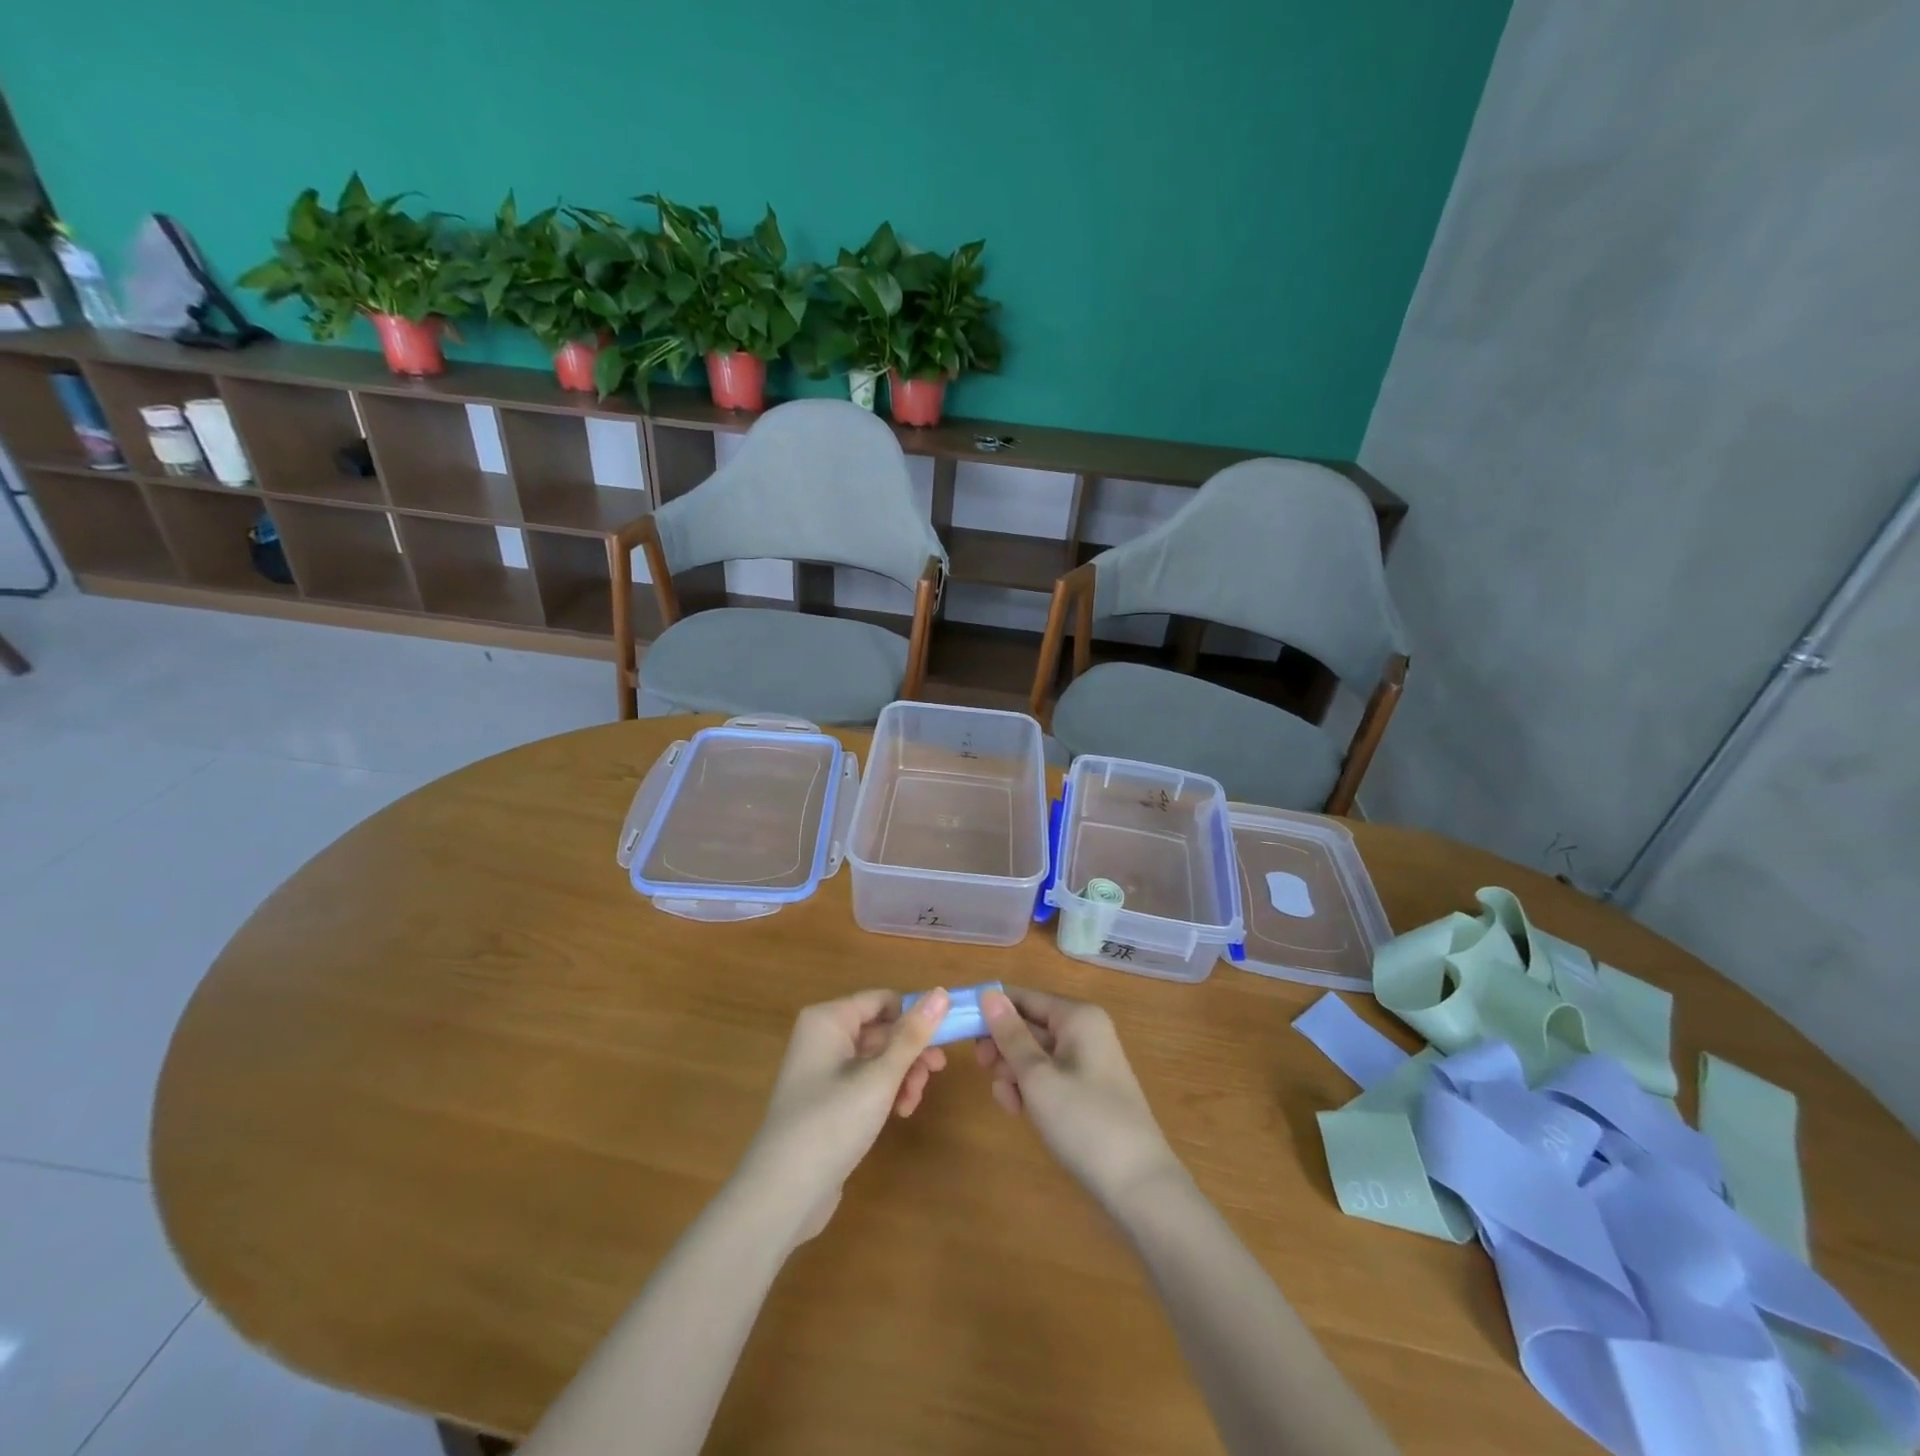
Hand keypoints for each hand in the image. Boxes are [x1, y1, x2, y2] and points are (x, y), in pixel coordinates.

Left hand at [740, 988, 949, 1242]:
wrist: (782, 1194)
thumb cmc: (832, 1122)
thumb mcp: (880, 1077)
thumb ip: (913, 1035)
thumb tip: (942, 992)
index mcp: (829, 1019)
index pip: (883, 1000)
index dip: (915, 1016)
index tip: (944, 1041)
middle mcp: (823, 1036)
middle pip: (881, 1029)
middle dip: (910, 1052)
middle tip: (936, 1073)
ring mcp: (822, 1070)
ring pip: (876, 1058)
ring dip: (902, 1075)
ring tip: (912, 1102)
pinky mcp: (826, 1101)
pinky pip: (864, 1081)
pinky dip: (885, 1092)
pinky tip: (899, 1113)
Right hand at [977, 987, 1180, 1205]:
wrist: (1138, 1186)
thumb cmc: (1084, 1122)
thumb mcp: (1038, 1077)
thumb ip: (1010, 1035)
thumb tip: (988, 994)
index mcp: (1077, 1017)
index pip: (1024, 997)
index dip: (991, 1010)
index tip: (959, 1028)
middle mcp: (1085, 1030)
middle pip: (1029, 1025)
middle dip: (1003, 1046)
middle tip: (983, 1069)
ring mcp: (1087, 1061)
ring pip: (1035, 1053)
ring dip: (1014, 1072)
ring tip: (1008, 1101)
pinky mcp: (1086, 1090)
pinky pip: (1048, 1076)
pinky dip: (1030, 1088)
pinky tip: (1019, 1111)